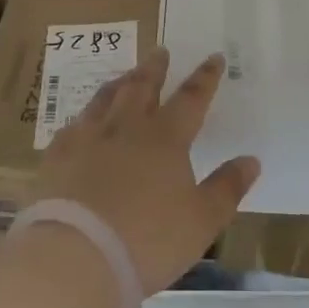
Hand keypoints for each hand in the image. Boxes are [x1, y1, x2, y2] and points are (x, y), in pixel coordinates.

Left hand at [34, 48, 259, 293]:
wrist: (75, 256)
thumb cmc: (148, 240)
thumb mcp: (202, 222)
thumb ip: (227, 188)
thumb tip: (251, 159)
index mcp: (165, 138)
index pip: (191, 98)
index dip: (205, 78)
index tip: (214, 57)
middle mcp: (126, 128)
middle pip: (142, 87)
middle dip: (155, 68)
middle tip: (160, 51)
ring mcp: (88, 138)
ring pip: (105, 99)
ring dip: (120, 83)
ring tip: (125, 75)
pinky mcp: (57, 156)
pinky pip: (72, 126)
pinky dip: (83, 118)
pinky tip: (81, 122)